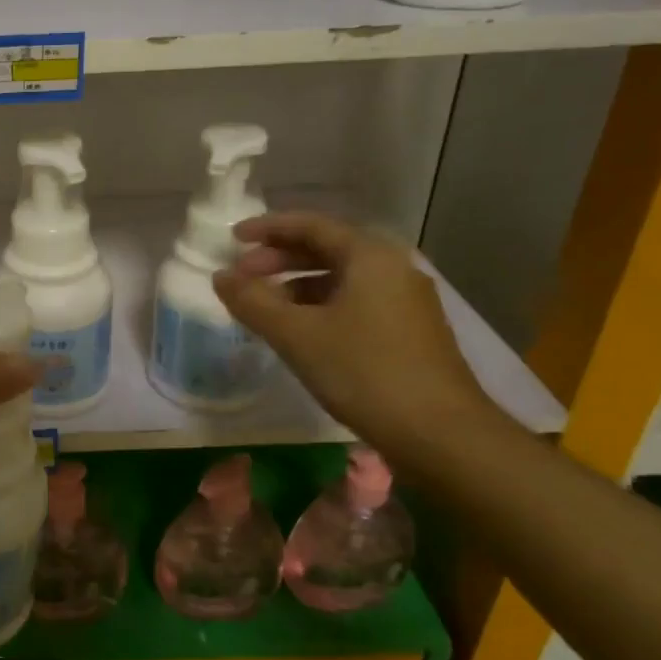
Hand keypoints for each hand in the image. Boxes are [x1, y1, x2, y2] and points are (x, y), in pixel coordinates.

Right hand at [212, 212, 495, 445]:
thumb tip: (220, 276)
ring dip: (296, 286)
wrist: (440, 434)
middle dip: (279, 259)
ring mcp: (405, 301)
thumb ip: (253, 301)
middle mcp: (392, 268)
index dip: (267, 228)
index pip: (310, 225)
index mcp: (369, 256)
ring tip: (263, 307)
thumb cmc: (364, 372)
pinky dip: (320, 306)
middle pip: (326, 249)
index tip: (232, 239)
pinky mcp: (410, 331)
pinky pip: (355, 302)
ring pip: (340, 279)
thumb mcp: (296, 335)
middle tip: (241, 276)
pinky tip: (300, 332)